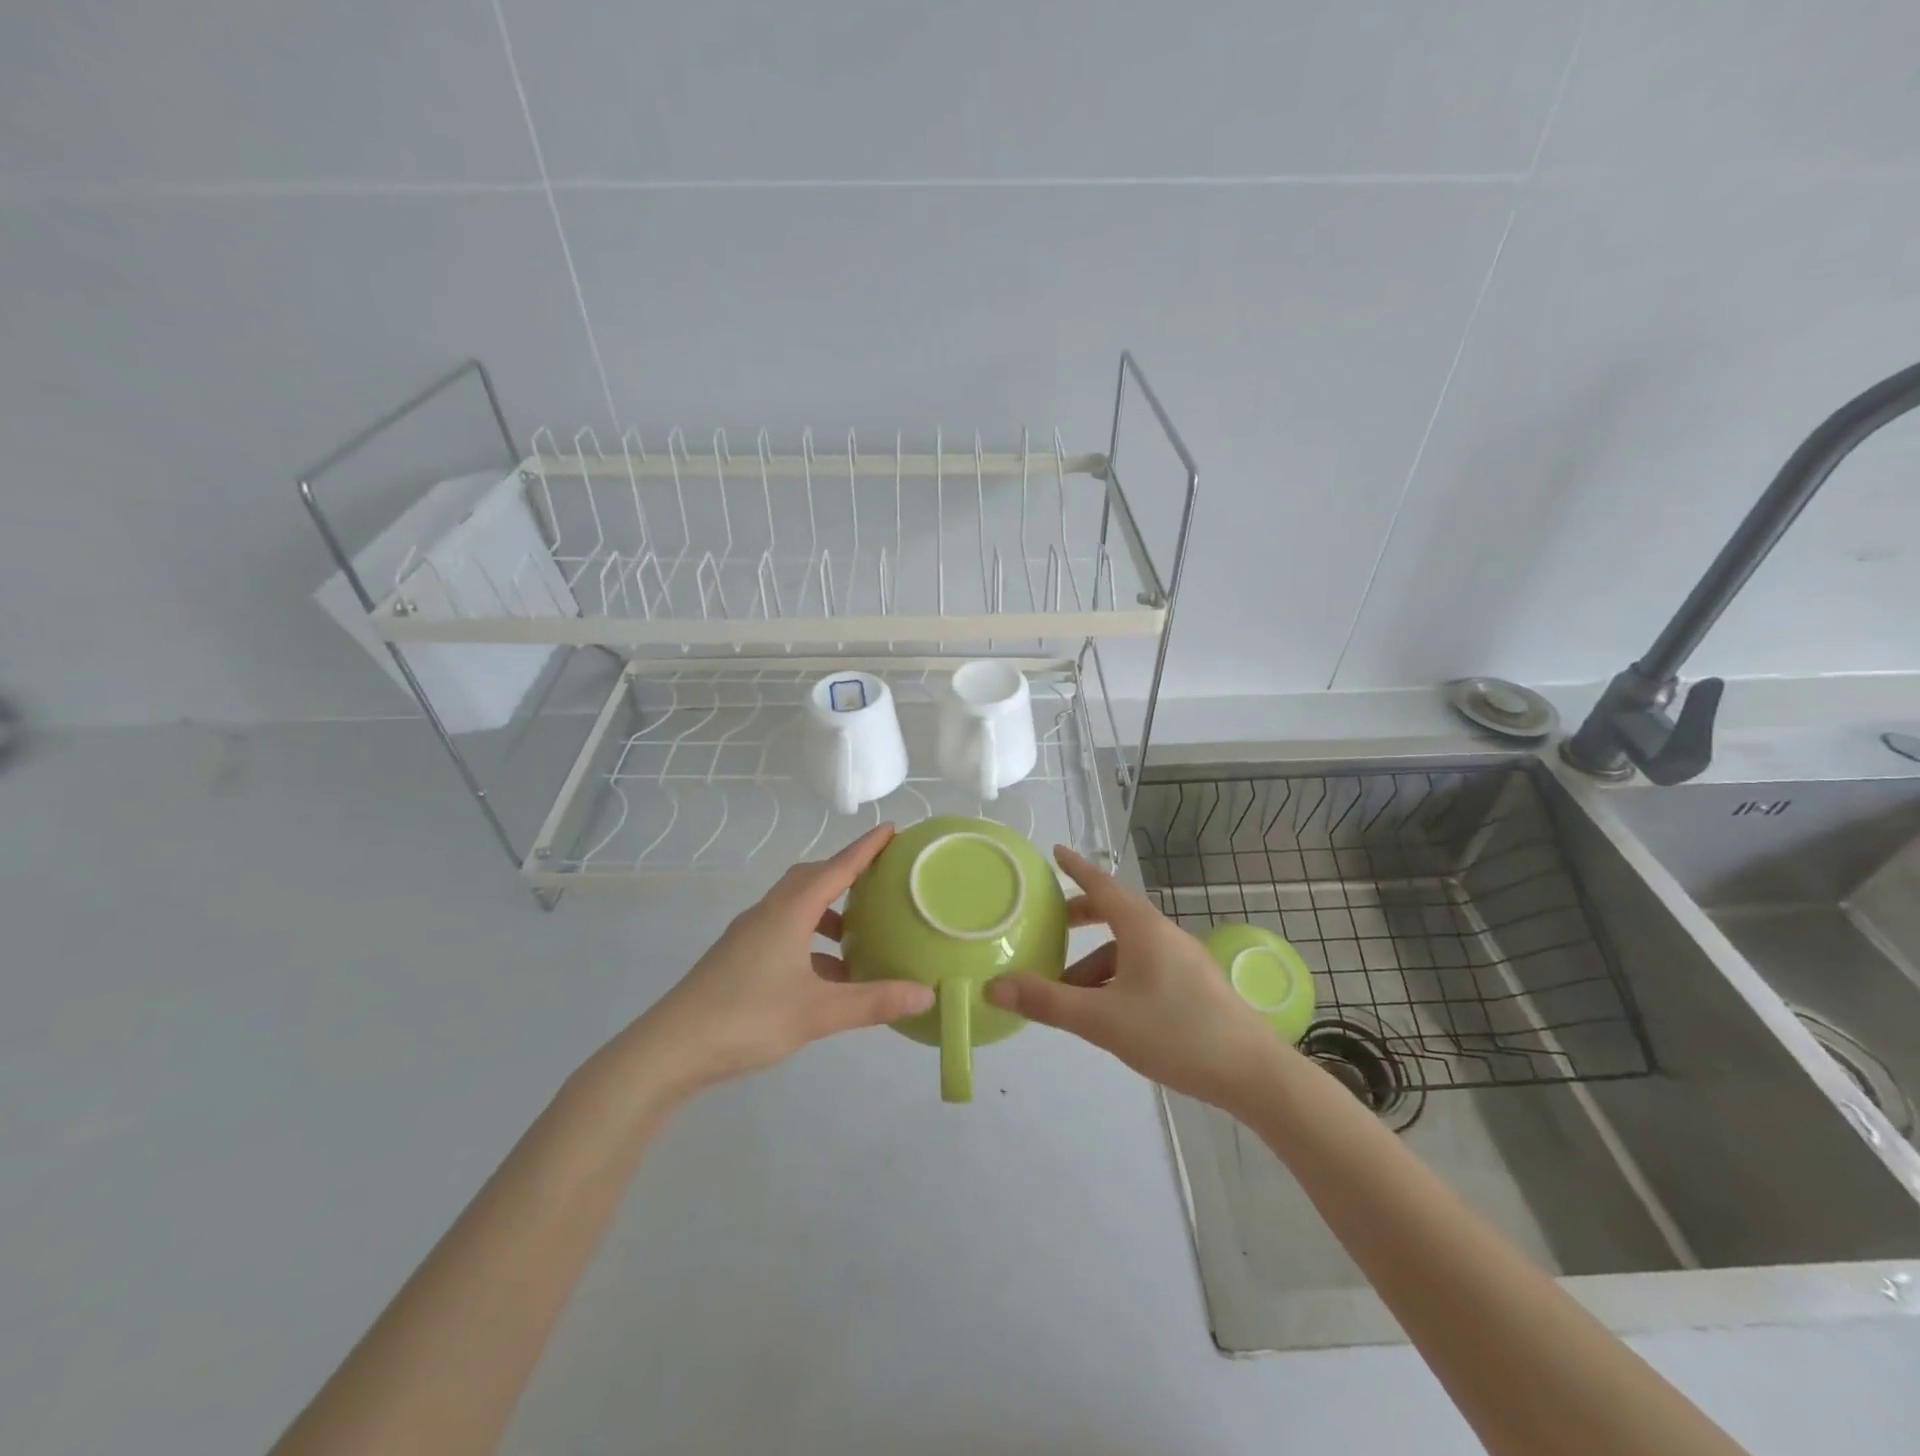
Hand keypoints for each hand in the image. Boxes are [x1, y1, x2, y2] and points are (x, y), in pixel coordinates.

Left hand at [620, 825, 933, 1095]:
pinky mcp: (739, 958)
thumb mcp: (817, 1012)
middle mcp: (769, 913)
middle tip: (879, 878)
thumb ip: (873, 1002)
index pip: (836, 868)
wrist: (670, 1049)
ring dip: (827, 911)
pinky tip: (826, 974)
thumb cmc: (747, 1018)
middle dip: (845, 873)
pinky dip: (810, 941)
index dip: (865, 848)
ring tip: (857, 933)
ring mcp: (749, 935)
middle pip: (812, 878)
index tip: (891, 829)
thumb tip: (926, 994)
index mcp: (789, 913)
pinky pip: (784, 931)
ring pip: (796, 907)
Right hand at [985, 845, 1280, 1109]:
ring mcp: (1183, 959)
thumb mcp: (1102, 1019)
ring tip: (1070, 993)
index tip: (1055, 852)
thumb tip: (993, 986)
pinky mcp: (1195, 985)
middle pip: (1115, 913)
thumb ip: (1047, 1002)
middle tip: (1050, 926)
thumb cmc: (1175, 1034)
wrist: (1253, 1073)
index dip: (1076, 867)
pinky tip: (1109, 1011)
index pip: (1102, 884)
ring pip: (1129, 947)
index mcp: (1142, 928)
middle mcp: (1163, 934)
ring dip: (1096, 961)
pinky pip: (1145, 966)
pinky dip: (1118, 977)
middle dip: (1081, 918)